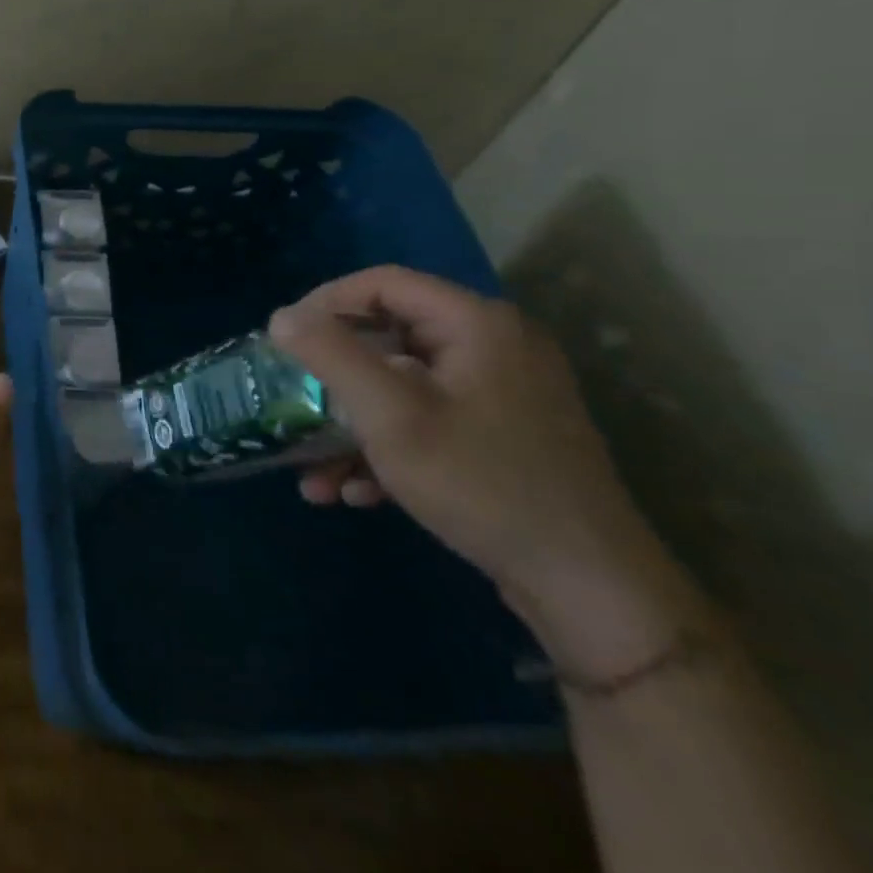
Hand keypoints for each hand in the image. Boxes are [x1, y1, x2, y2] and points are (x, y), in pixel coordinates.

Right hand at [270, 266, 705, 683]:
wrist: (591, 589)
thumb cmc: (482, 483)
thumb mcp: (390, 415)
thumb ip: (331, 355)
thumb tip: (282, 316)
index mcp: (476, 324)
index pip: (382, 283)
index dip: (324, 303)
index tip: (284, 340)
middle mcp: (493, 346)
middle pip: (388, 335)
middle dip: (331, 376)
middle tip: (291, 398)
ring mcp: (502, 393)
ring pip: (402, 385)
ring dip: (351, 423)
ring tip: (312, 470)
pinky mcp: (502, 434)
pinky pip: (428, 419)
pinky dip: (386, 446)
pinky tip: (355, 491)